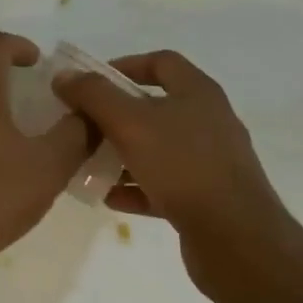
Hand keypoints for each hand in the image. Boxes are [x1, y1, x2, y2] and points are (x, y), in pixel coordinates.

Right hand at [53, 50, 291, 295]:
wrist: (237, 241)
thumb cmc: (183, 167)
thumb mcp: (129, 123)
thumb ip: (94, 95)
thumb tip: (65, 75)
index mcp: (198, 93)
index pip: (160, 62)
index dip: (124, 65)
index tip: (90, 82)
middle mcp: (209, 122)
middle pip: (156, 107)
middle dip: (116, 114)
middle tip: (83, 124)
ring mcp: (211, 162)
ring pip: (158, 148)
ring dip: (123, 153)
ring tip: (90, 162)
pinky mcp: (208, 198)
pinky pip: (164, 184)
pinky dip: (137, 187)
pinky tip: (110, 197)